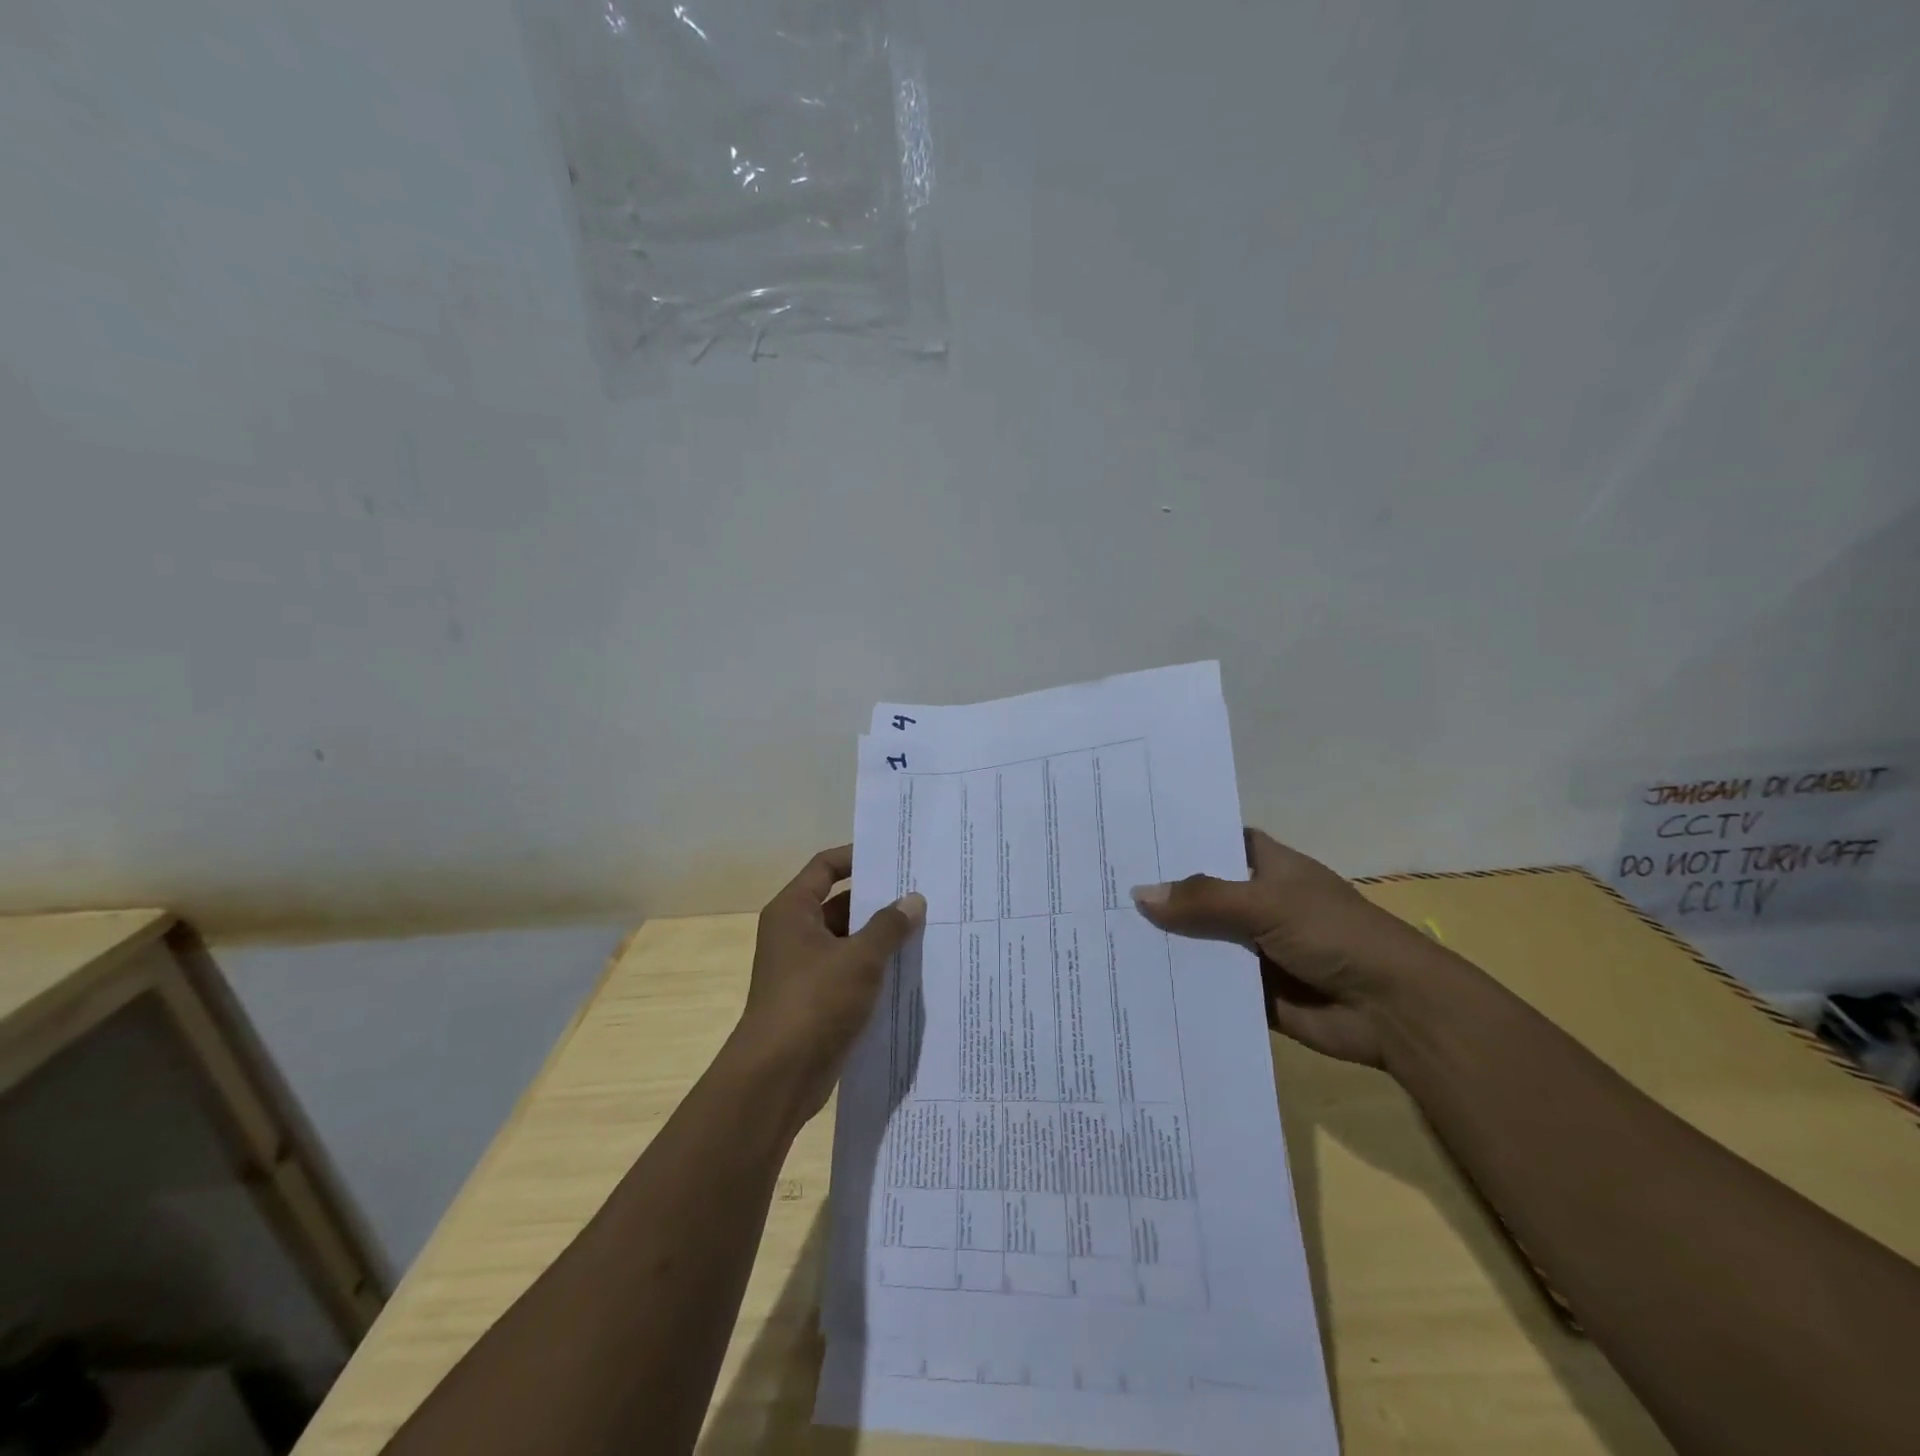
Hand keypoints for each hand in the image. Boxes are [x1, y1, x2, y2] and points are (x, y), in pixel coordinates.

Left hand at [733, 845, 925, 1123]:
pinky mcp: (816, 1000)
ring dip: (880, 938)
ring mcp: (804, 969)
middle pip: (840, 903)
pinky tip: (910, 970)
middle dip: (878, 900)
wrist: (777, 1077)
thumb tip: (913, 900)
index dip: (857, 857)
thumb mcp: (859, 958)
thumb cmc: (814, 1002)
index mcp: (793, 911)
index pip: (825, 867)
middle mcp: (794, 934)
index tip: (895, 856)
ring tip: (926, 928)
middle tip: (922, 893)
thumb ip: (888, 925)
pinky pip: (850, 973)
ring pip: (848, 941)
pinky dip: (875, 969)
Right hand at [1131, 828, 1457, 1067]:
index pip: (1214, 842)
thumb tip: (1139, 894)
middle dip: (1159, 893)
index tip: (1127, 838)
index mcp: (1267, 867)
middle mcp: (1256, 902)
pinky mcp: (1251, 990)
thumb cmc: (1335, 935)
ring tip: (1101, 932)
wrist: (1393, 1010)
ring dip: (1164, 940)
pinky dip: (1180, 982)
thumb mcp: (1267, 904)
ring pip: (1199, 939)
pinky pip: (1208, 981)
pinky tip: (1134, 979)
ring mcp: (1253, 947)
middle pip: (1199, 893)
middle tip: (1097, 887)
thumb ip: (1204, 899)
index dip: (1177, 840)